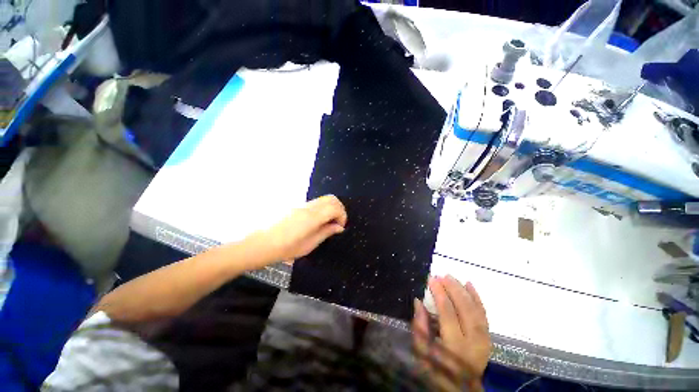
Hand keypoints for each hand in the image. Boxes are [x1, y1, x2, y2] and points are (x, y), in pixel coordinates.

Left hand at [264, 195, 347, 261]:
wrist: (260, 244)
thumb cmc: (285, 248)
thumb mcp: (309, 244)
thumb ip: (326, 232)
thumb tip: (339, 227)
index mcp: (312, 217)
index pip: (335, 207)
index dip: (342, 216)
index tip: (340, 227)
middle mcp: (308, 206)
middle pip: (331, 198)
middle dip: (339, 209)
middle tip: (337, 223)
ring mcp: (302, 204)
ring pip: (324, 198)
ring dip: (331, 207)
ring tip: (328, 222)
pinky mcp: (297, 205)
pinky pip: (315, 202)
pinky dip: (323, 208)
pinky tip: (318, 220)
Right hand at [412, 275, 490, 391]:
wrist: (461, 389)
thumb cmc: (437, 371)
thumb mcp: (422, 353)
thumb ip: (420, 327)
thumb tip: (418, 302)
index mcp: (455, 347)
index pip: (448, 314)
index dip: (440, 295)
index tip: (431, 279)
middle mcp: (473, 342)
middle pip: (465, 310)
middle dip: (453, 289)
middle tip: (442, 275)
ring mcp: (483, 339)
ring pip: (476, 310)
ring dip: (464, 291)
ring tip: (452, 277)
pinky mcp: (487, 337)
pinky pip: (484, 314)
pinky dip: (477, 298)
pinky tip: (469, 285)